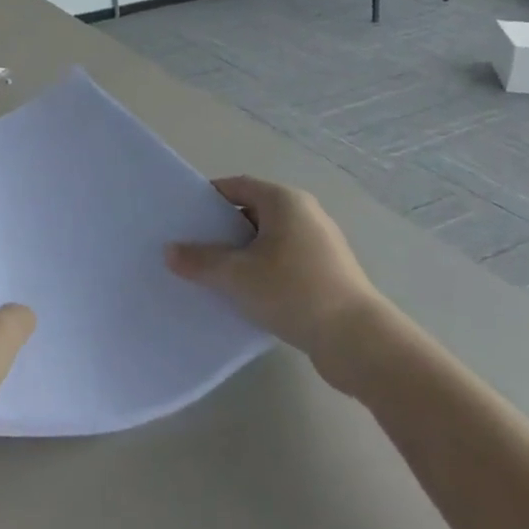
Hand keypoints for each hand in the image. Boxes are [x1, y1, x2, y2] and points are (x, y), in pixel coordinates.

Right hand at [166, 176, 396, 394]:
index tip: (185, 217)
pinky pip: (284, 262)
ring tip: (214, 275)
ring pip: (268, 240)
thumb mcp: (237, 275)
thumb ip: (200, 261)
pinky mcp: (328, 274)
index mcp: (285, 201)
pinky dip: (263, 272)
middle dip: (222, 229)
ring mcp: (321, 245)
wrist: (359, 342)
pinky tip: (246, 296)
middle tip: (193, 247)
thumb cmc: (294, 291)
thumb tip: (170, 251)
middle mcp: (305, 214)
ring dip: (242, 254)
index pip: (237, 186)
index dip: (209, 198)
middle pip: (252, 212)